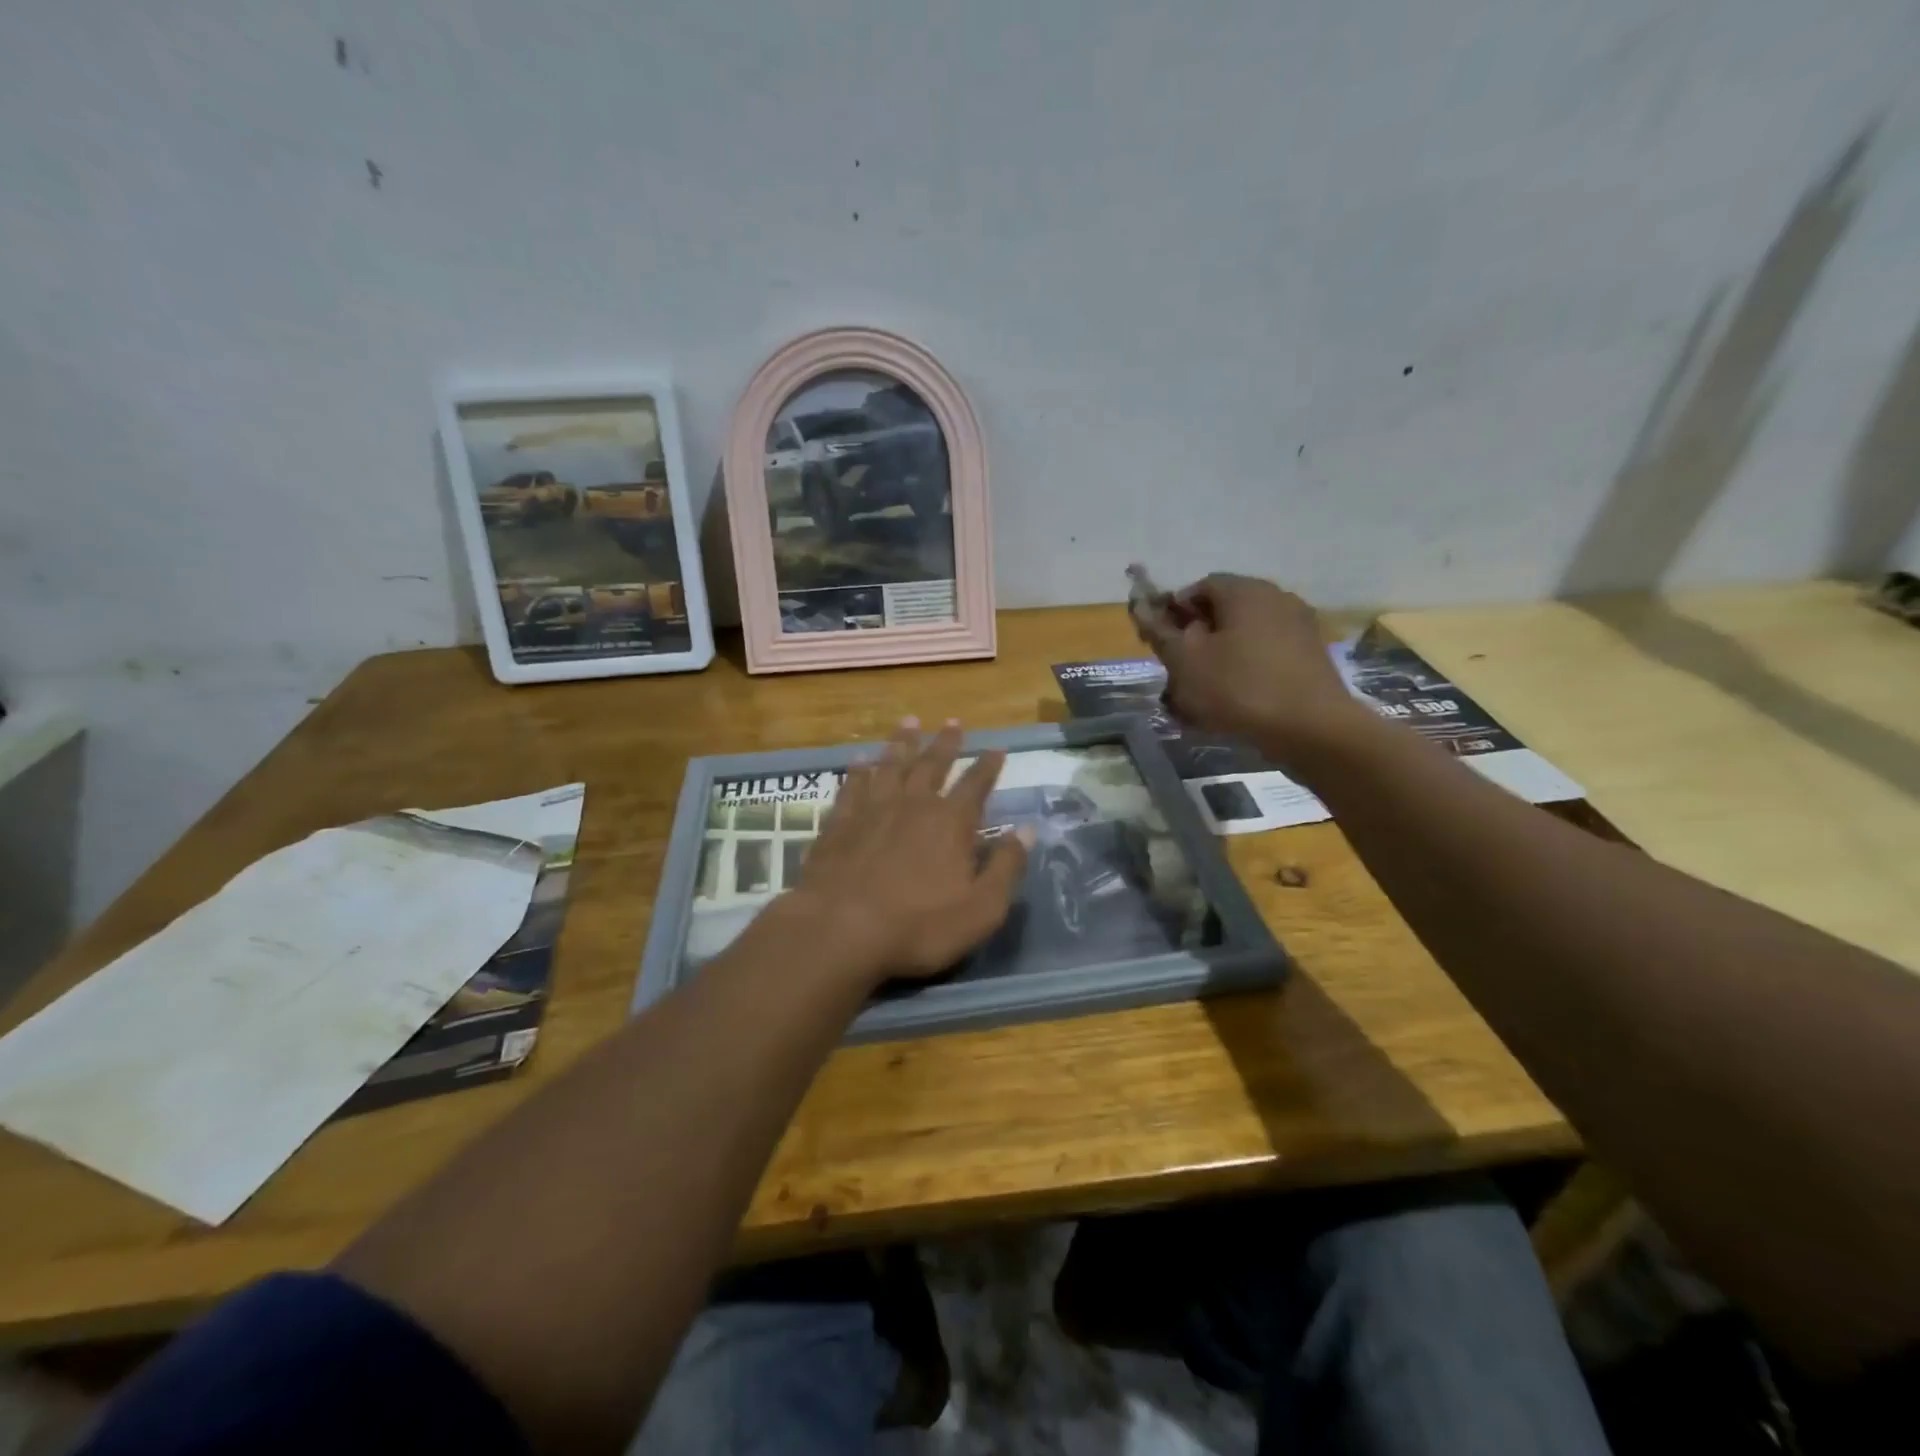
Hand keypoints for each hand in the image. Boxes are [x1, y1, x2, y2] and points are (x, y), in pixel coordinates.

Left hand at [786, 719, 1027, 985]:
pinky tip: (859, 760)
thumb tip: (1028, 830)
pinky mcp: (839, 822)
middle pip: (932, 764)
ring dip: (902, 743)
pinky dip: (858, 771)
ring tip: (909, 722)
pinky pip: (852, 786)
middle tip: (954, 721)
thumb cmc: (918, 926)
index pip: (975, 785)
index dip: (988, 766)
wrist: (839, 929)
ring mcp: (872, 810)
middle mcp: (913, 804)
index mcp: (951, 823)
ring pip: (891, 765)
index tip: (997, 748)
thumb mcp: (981, 908)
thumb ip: (1006, 867)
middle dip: (946, 743)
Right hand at [1137, 573, 1362, 760]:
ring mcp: (1299, 627)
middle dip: (1196, 641)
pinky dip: (1246, 673)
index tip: (1160, 645)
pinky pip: (1266, 658)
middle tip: (1178, 675)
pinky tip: (1234, 705)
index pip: (1198, 588)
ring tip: (1203, 698)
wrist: (1312, 729)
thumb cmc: (1238, 688)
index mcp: (1244, 591)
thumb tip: (1141, 608)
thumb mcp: (1184, 661)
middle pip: (1223, 613)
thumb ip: (1159, 632)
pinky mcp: (1311, 657)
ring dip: (1219, 661)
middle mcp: (1276, 598)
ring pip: (1244, 638)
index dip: (1173, 614)